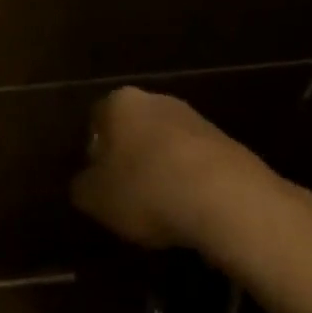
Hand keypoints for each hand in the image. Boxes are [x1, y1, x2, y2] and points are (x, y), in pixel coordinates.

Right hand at [71, 87, 282, 249]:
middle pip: (134, 128)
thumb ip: (82, 186)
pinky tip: (191, 212)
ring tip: (161, 209)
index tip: (98, 180)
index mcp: (120, 103)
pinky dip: (190, 183)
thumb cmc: (147, 189)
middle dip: (130, 157)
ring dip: (162, 170)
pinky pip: (197, 164)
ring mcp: (197, 120)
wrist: (228, 201)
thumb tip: (86, 182)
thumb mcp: (94, 198)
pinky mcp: (230, 144)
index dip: (94, 150)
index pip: (97, 118)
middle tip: (126, 194)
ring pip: (167, 145)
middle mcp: (158, 100)